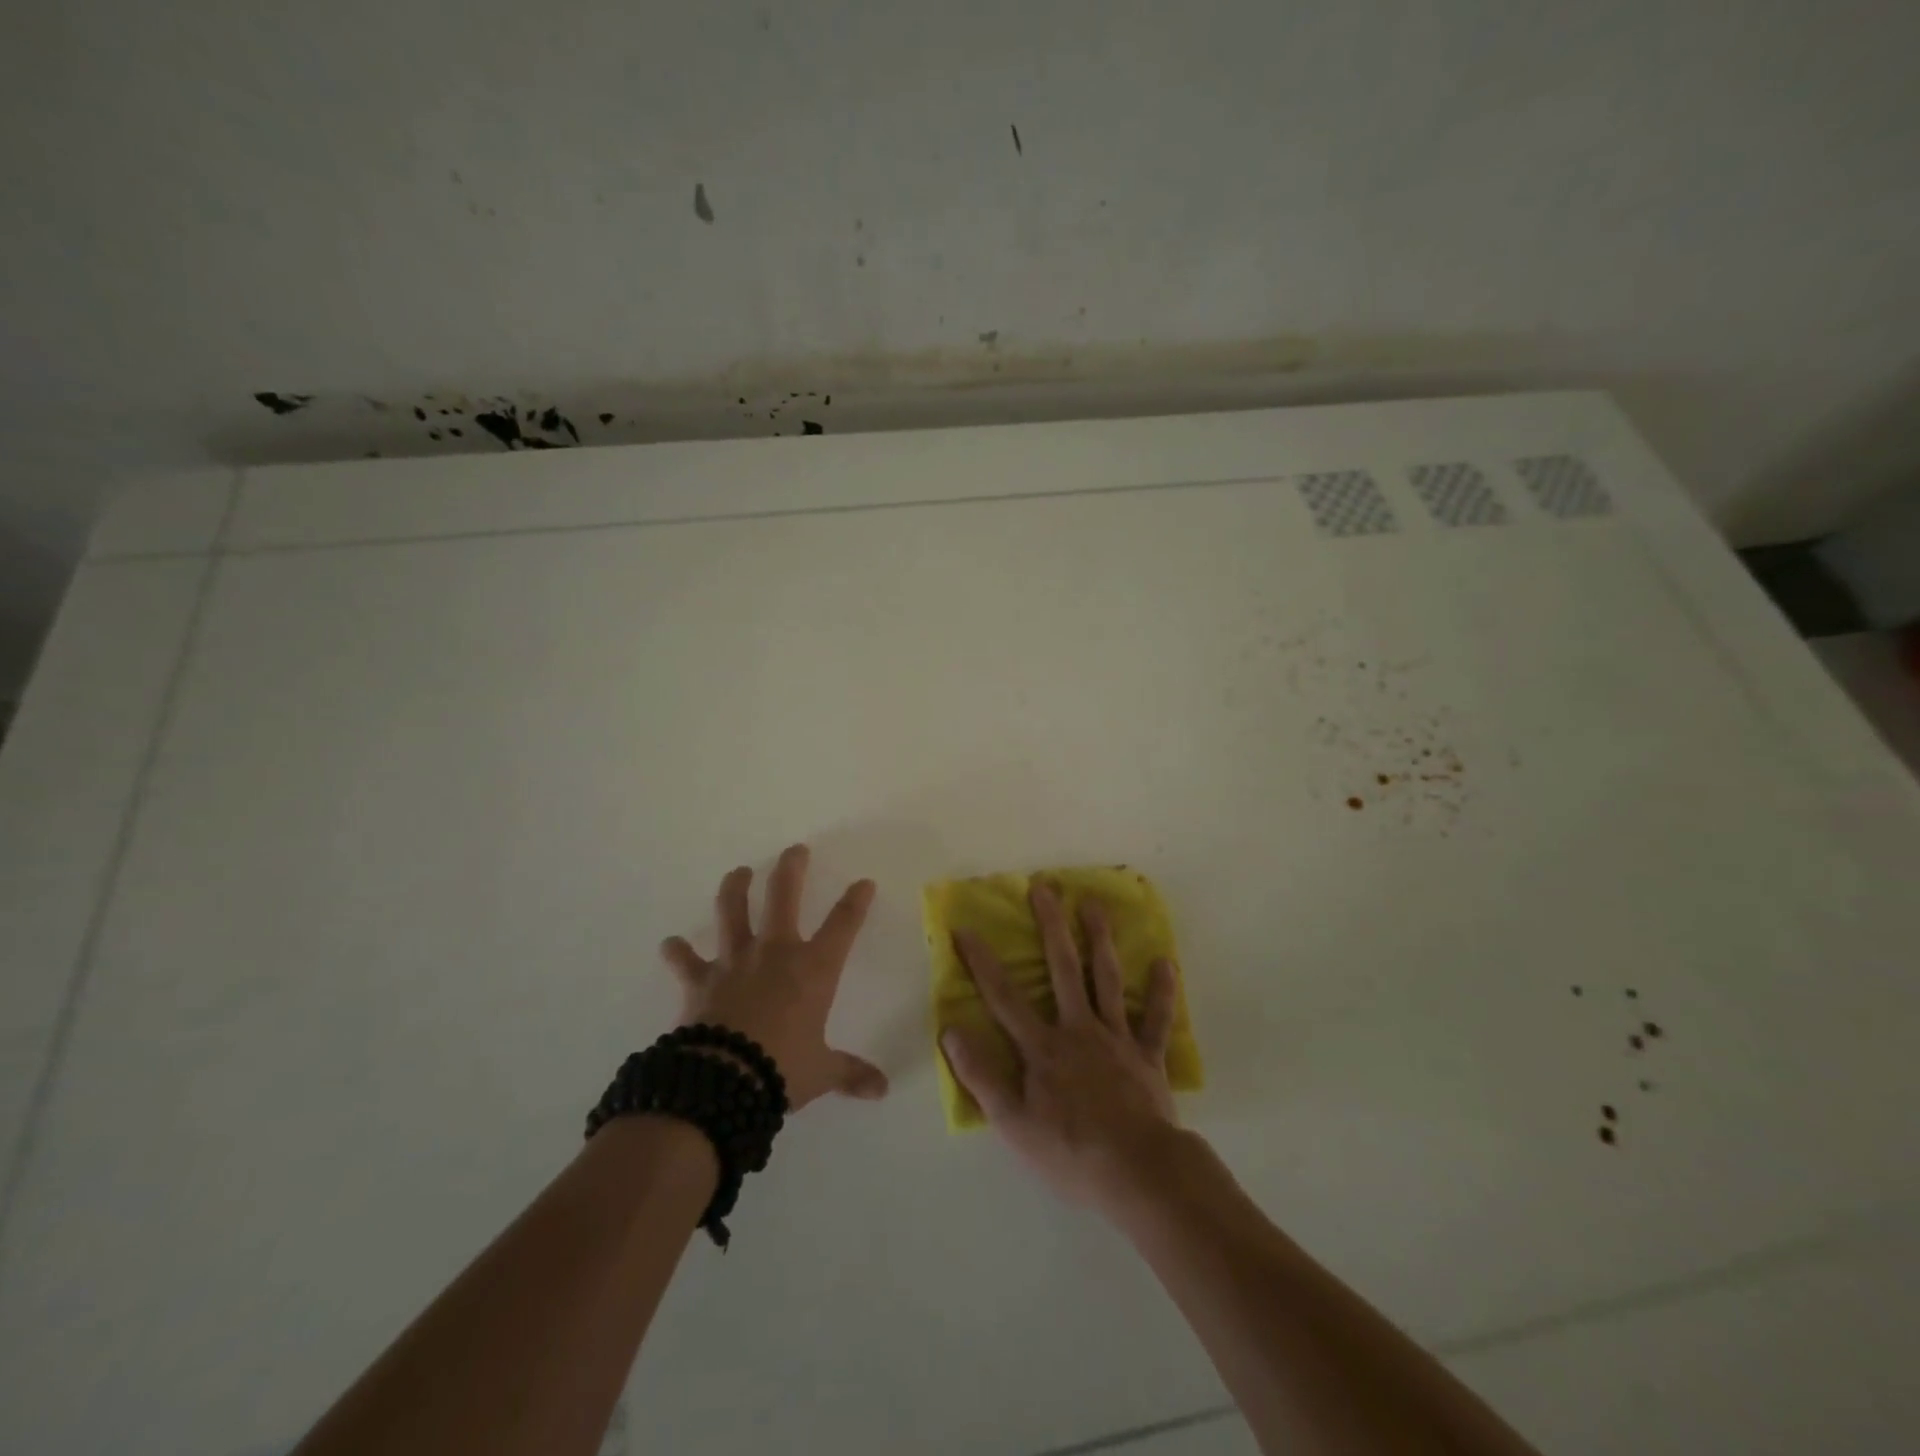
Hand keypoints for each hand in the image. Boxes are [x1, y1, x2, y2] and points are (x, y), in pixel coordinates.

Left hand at [660, 845, 888, 1110]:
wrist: (724, 1082)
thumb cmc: (783, 1069)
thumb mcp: (822, 1072)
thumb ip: (850, 1073)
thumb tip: (882, 1091)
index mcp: (813, 969)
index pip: (843, 924)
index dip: (855, 901)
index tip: (863, 882)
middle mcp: (775, 953)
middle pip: (783, 897)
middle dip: (791, 869)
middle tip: (794, 850)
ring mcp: (735, 962)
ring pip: (733, 912)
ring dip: (735, 889)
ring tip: (738, 872)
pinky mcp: (701, 981)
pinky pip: (686, 961)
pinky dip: (677, 952)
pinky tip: (670, 944)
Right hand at [940, 881, 1181, 1208]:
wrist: (1136, 1174)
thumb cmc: (1069, 1151)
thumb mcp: (1012, 1123)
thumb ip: (981, 1075)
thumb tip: (950, 1031)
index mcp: (1042, 1047)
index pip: (1004, 997)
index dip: (982, 962)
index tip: (965, 927)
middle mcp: (1078, 1029)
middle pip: (1063, 969)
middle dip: (1051, 926)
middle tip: (1045, 888)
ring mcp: (1116, 1039)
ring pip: (1108, 979)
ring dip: (1101, 940)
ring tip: (1095, 904)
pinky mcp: (1148, 1057)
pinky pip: (1156, 1019)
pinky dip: (1162, 992)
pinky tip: (1165, 962)